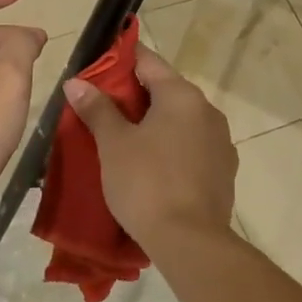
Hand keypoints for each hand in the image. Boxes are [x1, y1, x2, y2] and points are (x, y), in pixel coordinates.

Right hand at [63, 46, 236, 249]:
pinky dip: (172, 148)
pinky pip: (193, 147)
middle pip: (166, 91)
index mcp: (182, 95)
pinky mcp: (224, 171)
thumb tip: (76, 82)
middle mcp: (208, 110)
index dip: (120, 61)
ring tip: (125, 140)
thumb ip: (97, 109)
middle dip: (135, 97)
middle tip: (102, 108)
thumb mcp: (114, 144)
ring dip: (156, 124)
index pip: (148, 61)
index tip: (97, 68)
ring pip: (181, 121)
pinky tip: (153, 167)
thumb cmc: (146, 183)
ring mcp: (221, 142)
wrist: (190, 241)